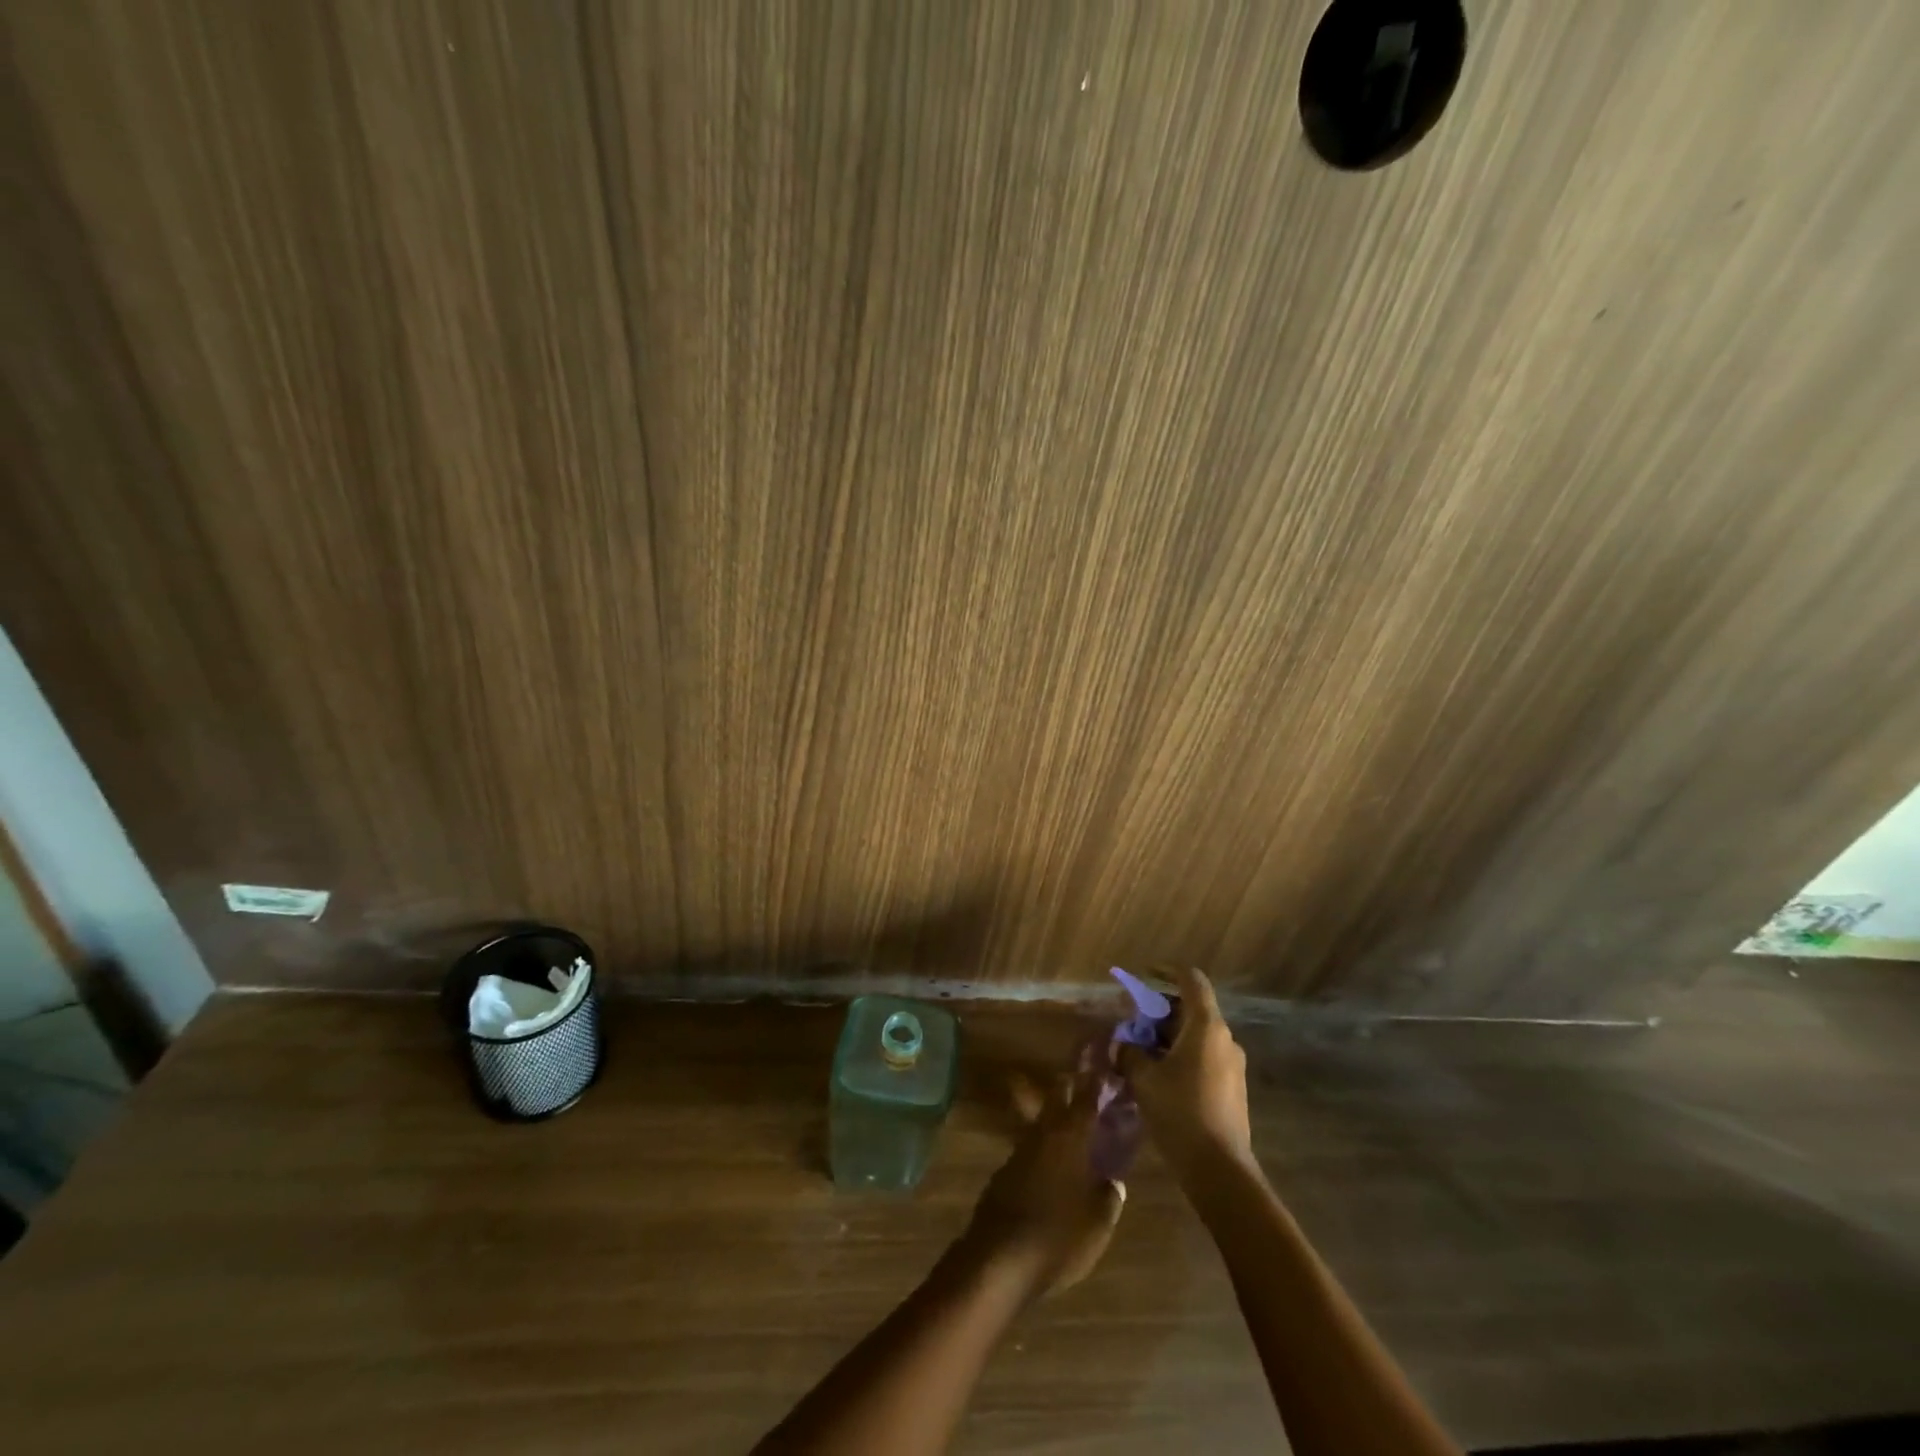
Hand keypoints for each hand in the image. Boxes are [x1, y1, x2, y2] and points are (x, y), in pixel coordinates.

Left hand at [959, 1060, 1124, 1299]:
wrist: (1000, 1258)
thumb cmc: (1059, 1235)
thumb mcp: (1098, 1222)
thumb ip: (1109, 1196)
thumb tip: (1112, 1181)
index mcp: (1071, 1138)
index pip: (1087, 1099)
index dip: (1096, 1082)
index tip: (1104, 1066)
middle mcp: (1044, 1134)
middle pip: (1057, 1097)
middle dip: (1070, 1085)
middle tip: (1083, 1078)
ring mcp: (1020, 1150)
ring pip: (1040, 1121)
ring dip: (1054, 1116)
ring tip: (1070, 1122)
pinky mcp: (1004, 1172)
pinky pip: (1029, 1148)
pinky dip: (1042, 1147)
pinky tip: (1049, 1164)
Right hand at [1116, 968, 1253, 1176]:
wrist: (1219, 1169)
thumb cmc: (1180, 1112)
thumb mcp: (1144, 1079)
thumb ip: (1130, 1053)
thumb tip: (1123, 1045)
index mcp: (1206, 1026)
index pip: (1191, 980)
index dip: (1168, 971)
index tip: (1145, 974)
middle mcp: (1224, 1038)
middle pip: (1191, 1009)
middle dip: (1159, 1012)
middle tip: (1132, 1026)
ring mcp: (1232, 1065)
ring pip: (1196, 1036)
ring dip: (1168, 1038)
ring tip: (1140, 1054)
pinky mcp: (1232, 1088)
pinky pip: (1203, 1058)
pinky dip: (1180, 1057)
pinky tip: (1159, 1079)